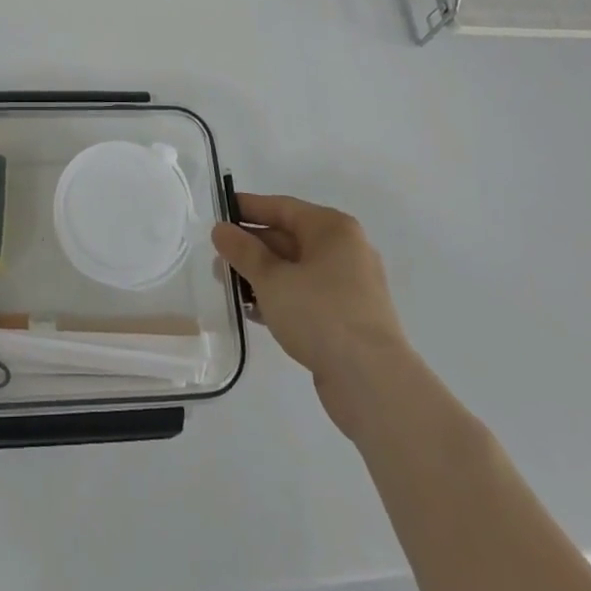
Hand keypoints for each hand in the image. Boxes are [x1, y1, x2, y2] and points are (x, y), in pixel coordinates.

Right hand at [212, 193, 407, 437]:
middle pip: (289, 238)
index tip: (218, 213)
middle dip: (252, 248)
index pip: (282, 207)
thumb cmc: (320, 314)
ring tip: (228, 287)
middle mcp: (345, 250)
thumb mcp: (272, 279)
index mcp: (332, 229)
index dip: (248, 209)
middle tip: (217, 258)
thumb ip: (243, 252)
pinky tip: (253, 311)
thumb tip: (221, 230)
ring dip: (262, 276)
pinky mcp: (348, 319)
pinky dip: (281, 298)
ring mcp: (349, 286)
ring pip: (296, 270)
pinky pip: (307, 296)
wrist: (372, 383)